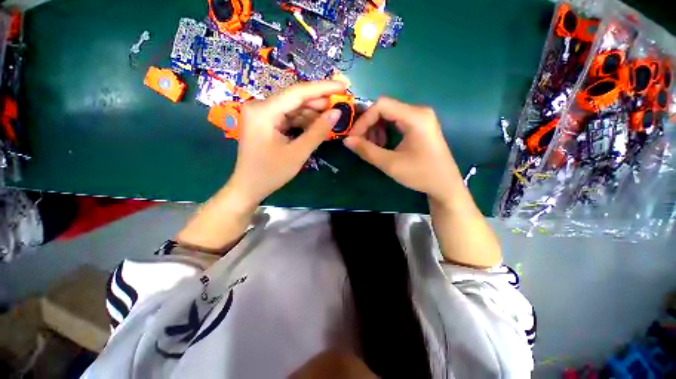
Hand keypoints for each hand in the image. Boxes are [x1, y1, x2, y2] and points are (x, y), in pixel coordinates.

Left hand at [228, 81, 344, 203]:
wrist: (248, 187)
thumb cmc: (270, 173)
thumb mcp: (297, 153)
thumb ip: (317, 131)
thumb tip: (336, 113)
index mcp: (263, 111)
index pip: (297, 92)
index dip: (323, 88)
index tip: (344, 86)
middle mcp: (260, 106)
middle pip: (295, 98)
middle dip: (319, 103)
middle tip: (341, 105)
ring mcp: (262, 114)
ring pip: (293, 108)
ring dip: (313, 114)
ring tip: (333, 118)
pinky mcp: (266, 123)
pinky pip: (289, 117)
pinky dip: (304, 122)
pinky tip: (318, 126)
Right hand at [344, 97, 461, 203]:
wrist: (445, 185)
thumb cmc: (421, 175)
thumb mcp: (391, 164)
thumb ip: (367, 150)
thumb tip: (346, 140)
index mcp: (415, 117)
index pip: (381, 105)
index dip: (363, 120)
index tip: (353, 138)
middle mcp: (418, 111)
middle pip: (384, 109)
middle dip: (368, 125)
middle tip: (361, 144)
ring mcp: (420, 117)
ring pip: (388, 115)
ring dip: (375, 129)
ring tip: (373, 147)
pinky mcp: (419, 125)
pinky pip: (396, 122)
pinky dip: (384, 131)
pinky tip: (383, 145)